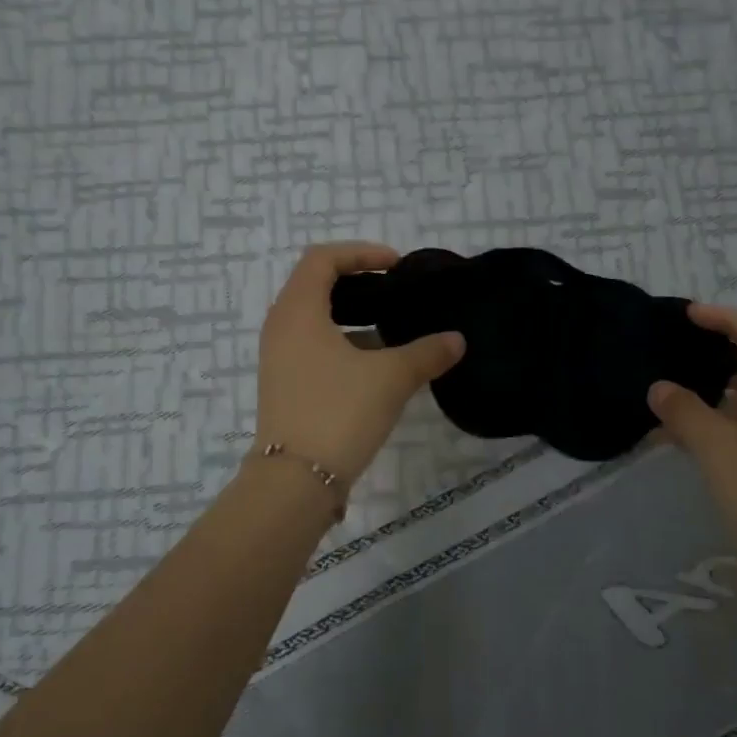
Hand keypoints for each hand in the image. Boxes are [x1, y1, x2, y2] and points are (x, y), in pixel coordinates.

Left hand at [254, 242, 464, 486]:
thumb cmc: (339, 412)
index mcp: (298, 311)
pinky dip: (342, 340)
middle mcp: (281, 327)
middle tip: (394, 290)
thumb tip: (457, 340)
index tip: (395, 266)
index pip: (322, 258)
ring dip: (351, 313)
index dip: (360, 252)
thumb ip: (427, 353)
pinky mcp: (284, 384)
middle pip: (315, 284)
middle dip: (357, 281)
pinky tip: (375, 363)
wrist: (295, 483)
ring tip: (390, 326)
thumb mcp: (391, 378)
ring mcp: (279, 357)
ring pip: (315, 317)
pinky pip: (313, 344)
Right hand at [647, 303, 736, 577]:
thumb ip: (685, 411)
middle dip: (719, 356)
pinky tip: (676, 431)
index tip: (689, 316)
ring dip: (713, 394)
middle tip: (676, 348)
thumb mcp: (720, 450)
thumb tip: (657, 387)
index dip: (729, 319)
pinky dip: (716, 425)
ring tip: (669, 389)